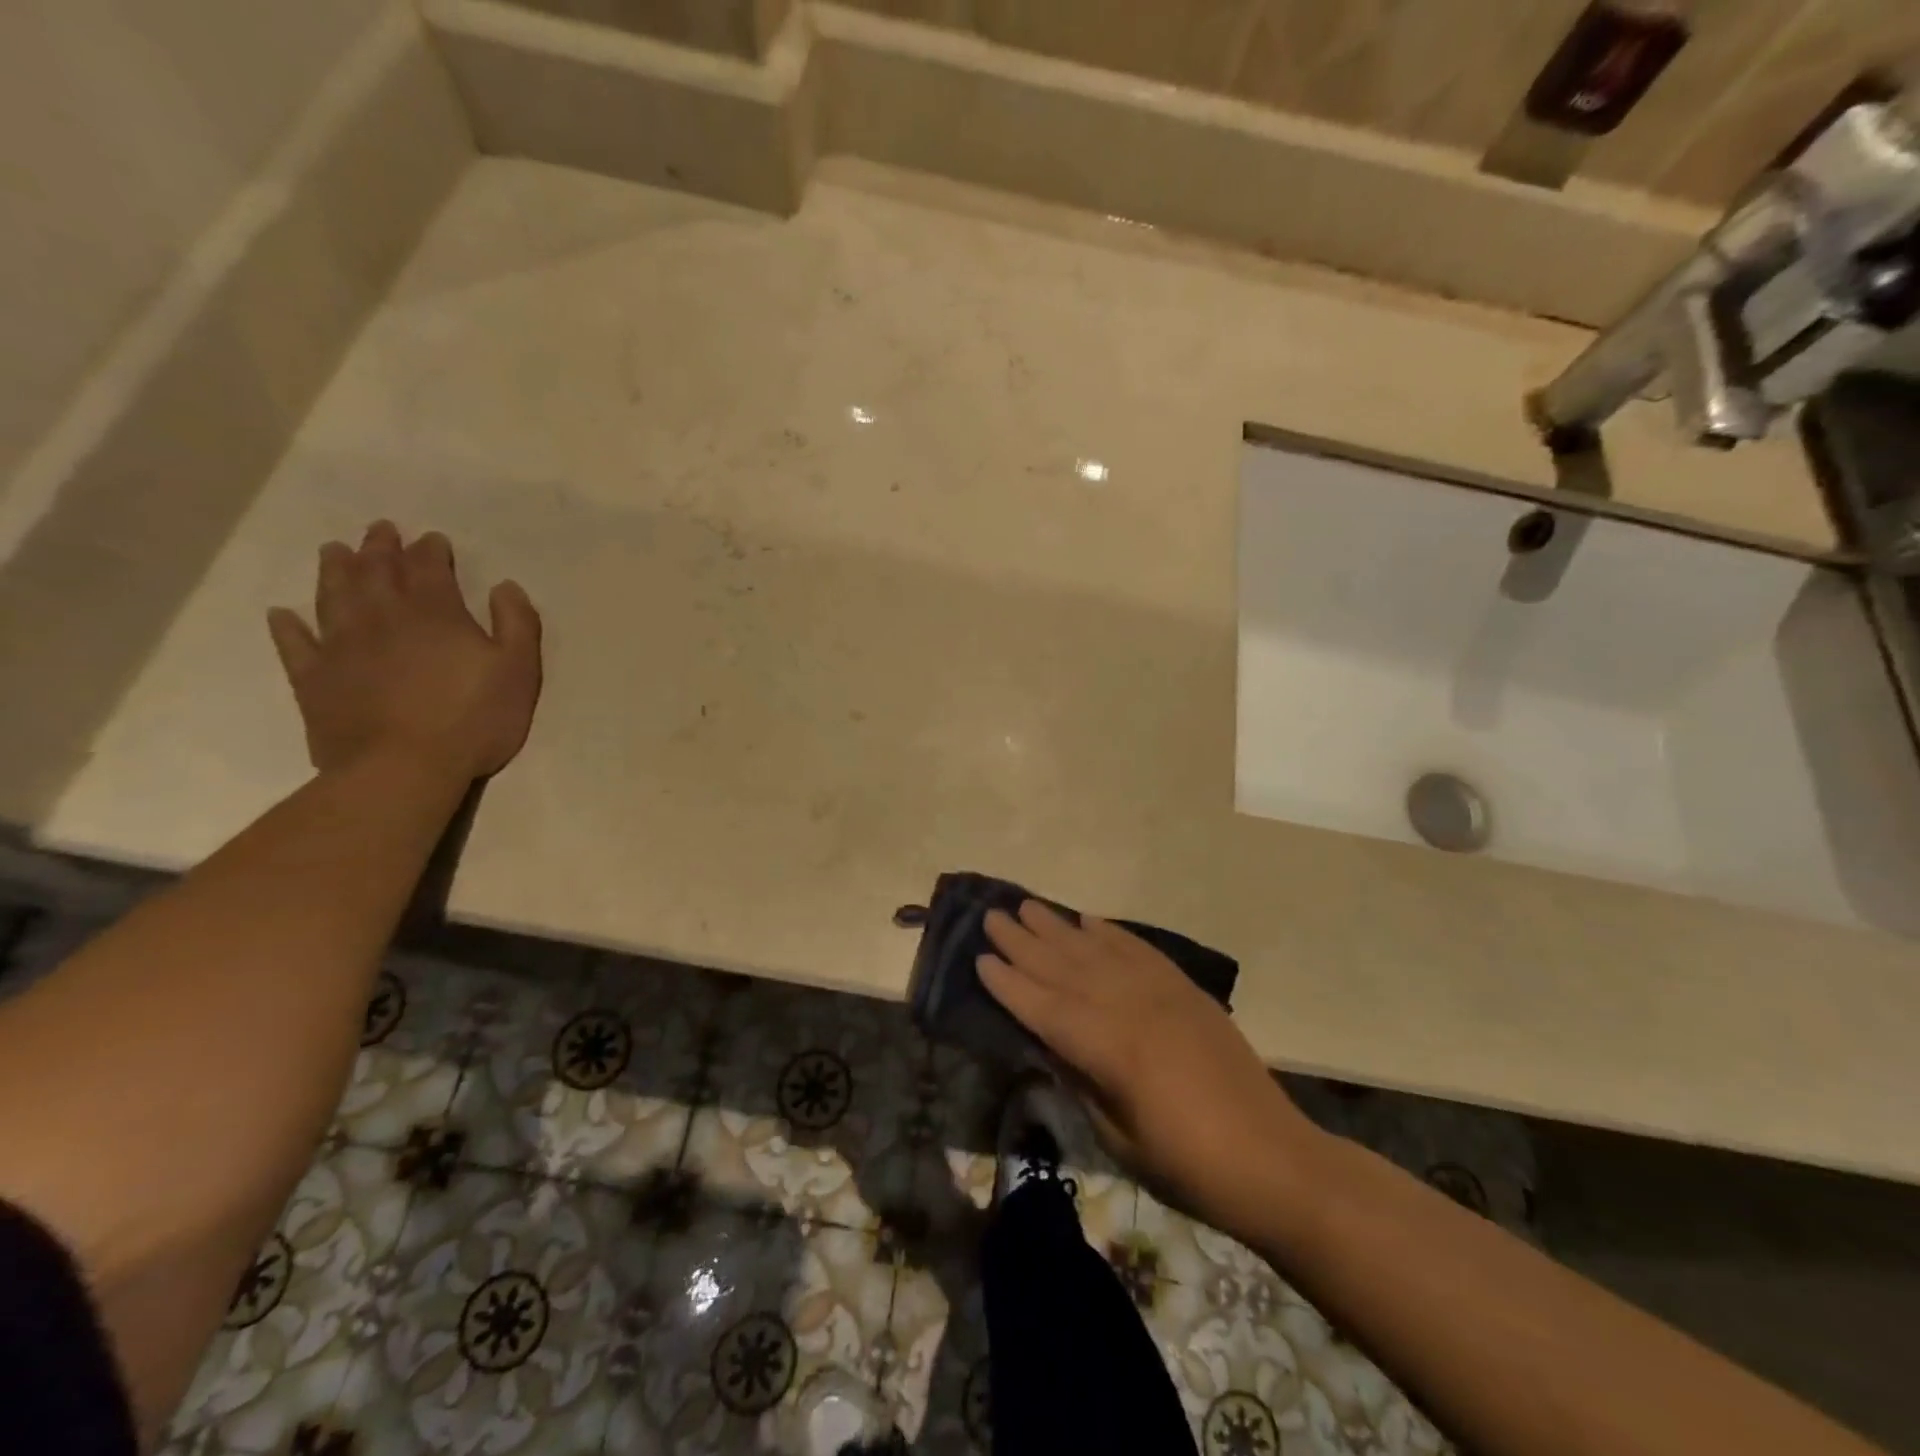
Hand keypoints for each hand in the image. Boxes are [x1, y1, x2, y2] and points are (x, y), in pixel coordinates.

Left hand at [267, 521, 542, 780]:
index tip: (433, 539)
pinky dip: (288, 626)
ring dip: (335, 570)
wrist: (402, 768)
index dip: (431, 550)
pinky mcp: (314, 679)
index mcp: (435, 613)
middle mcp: (383, 617)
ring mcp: (341, 646)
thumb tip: (506, 587)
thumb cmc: (473, 718)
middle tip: (380, 530)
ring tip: (335, 551)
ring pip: (333, 596)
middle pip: (377, 572)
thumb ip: (517, 623)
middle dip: (381, 548)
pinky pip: (295, 644)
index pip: (430, 568)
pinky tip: (283, 615)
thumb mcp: (519, 670)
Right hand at [979, 901, 1324, 1238]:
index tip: (980, 959)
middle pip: (1066, 968)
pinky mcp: (1186, 991)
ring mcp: (1163, 993)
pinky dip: (1110, 932)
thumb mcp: (1120, 1139)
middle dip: (1024, 943)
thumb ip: (1082, 1082)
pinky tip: (1088, 920)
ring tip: (1027, 905)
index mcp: (1112, 1050)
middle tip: (992, 916)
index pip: (1046, 1008)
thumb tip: (1049, 1044)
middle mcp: (1132, 1007)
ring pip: (1098, 951)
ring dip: (1059, 927)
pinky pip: (1139, 950)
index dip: (1010, 985)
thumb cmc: (1190, 1167)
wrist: (1275, 1160)